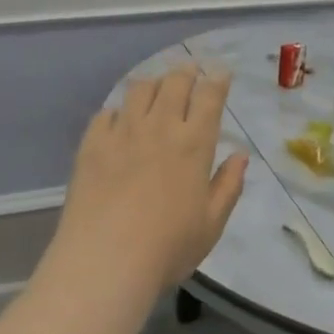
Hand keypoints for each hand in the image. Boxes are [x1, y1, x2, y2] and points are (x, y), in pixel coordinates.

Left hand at [56, 65, 248, 291]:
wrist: (105, 261)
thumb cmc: (168, 247)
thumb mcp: (212, 224)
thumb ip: (228, 185)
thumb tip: (241, 155)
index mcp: (194, 143)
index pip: (209, 96)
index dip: (217, 80)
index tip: (221, 73)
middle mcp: (159, 127)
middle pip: (174, 82)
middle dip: (186, 71)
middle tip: (190, 71)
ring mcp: (122, 132)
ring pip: (139, 89)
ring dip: (153, 83)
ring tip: (156, 88)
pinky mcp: (91, 145)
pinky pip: (106, 113)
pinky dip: (117, 110)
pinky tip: (119, 119)